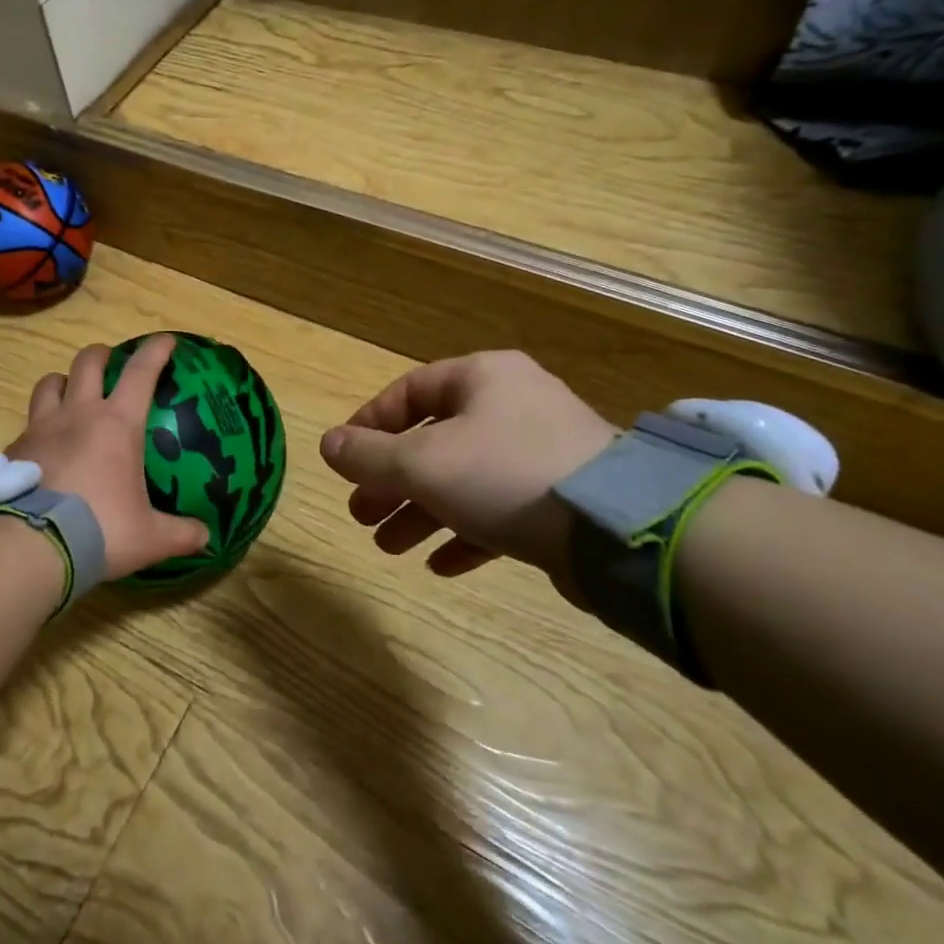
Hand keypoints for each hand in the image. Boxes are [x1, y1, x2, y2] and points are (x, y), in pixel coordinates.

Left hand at [10, 334, 209, 580]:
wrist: (32, 546)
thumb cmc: (101, 530)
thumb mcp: (149, 538)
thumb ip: (181, 534)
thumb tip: (206, 538)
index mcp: (118, 424)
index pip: (141, 372)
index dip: (156, 351)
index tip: (166, 340)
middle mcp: (78, 414)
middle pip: (87, 362)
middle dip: (102, 354)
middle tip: (110, 362)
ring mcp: (41, 428)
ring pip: (49, 383)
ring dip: (62, 381)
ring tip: (70, 394)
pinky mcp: (15, 449)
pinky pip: (28, 424)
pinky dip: (39, 427)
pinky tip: (44, 447)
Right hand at [320, 351, 614, 577]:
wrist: (617, 528)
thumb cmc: (504, 474)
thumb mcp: (422, 463)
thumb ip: (369, 455)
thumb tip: (326, 445)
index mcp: (481, 379)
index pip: (409, 392)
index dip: (369, 425)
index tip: (343, 460)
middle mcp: (511, 406)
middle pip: (433, 441)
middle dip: (391, 481)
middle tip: (361, 514)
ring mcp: (540, 453)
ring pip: (462, 479)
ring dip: (421, 512)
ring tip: (387, 546)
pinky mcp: (559, 498)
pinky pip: (498, 509)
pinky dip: (465, 533)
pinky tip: (439, 564)